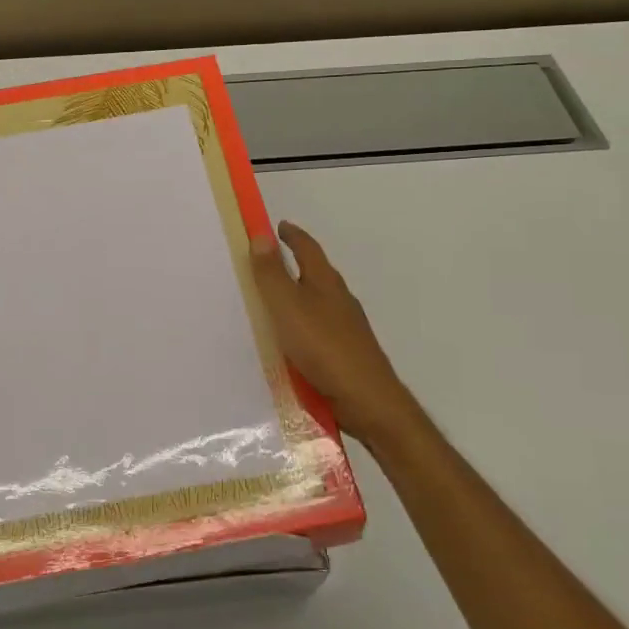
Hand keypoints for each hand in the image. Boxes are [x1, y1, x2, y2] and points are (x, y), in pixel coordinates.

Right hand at [249, 221, 423, 454]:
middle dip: (293, 264)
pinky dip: (299, 326)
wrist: (367, 401)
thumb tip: (261, 235)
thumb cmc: (324, 347)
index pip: (307, 248)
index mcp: (326, 282)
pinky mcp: (344, 354)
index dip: (291, 235)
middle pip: (314, 273)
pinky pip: (316, 330)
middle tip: (264, 261)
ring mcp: (345, 328)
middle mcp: (339, 300)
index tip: (276, 226)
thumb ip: (272, 274)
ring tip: (269, 301)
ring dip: (296, 296)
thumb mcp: (288, 307)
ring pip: (316, 302)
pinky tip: (287, 341)